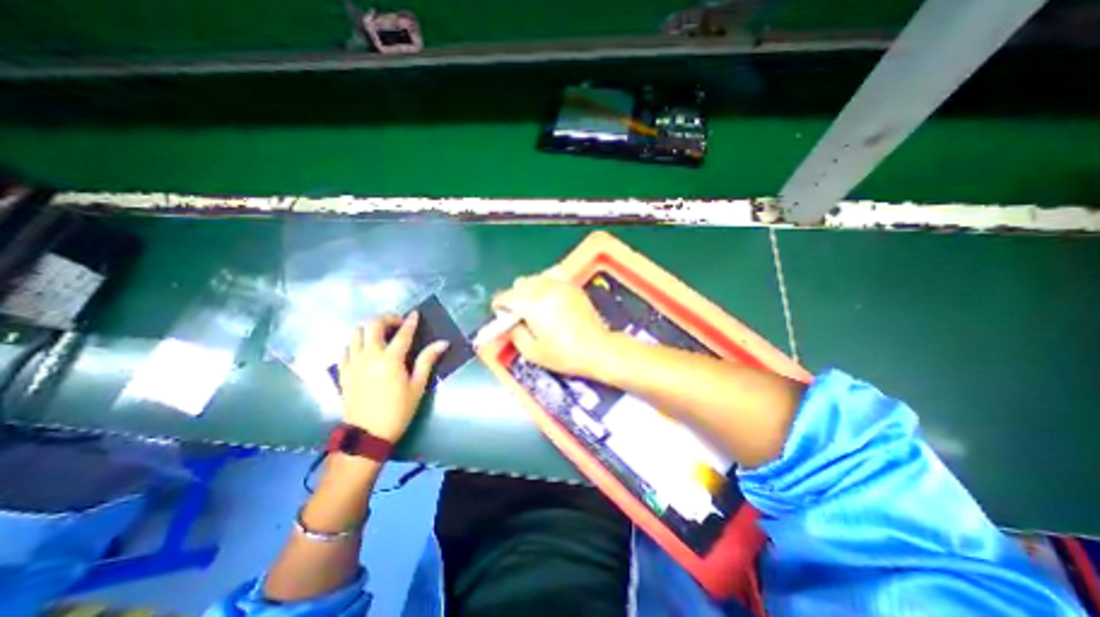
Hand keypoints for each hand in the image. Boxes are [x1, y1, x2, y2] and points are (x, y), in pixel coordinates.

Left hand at [341, 314, 451, 443]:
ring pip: (356, 333)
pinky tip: (365, 349)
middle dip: (387, 319)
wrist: (367, 435)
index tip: (415, 314)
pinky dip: (356, 343)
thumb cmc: (398, 410)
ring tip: (382, 335)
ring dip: (370, 329)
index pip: (402, 333)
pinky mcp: (343, 371)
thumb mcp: (418, 386)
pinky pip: (345, 349)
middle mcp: (369, 355)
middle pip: (373, 325)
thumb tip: (442, 343)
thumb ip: (427, 360)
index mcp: (390, 359)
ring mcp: (353, 362)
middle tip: (398, 324)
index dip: (410, 322)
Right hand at [494, 273, 615, 378]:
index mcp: (531, 305)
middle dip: (514, 297)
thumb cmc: (563, 354)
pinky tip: (548, 296)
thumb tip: (508, 323)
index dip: (499, 306)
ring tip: (534, 306)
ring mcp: (560, 285)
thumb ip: (514, 334)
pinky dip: (545, 283)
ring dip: (528, 289)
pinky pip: (552, 277)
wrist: (596, 348)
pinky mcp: (572, 286)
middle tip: (518, 314)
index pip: (506, 296)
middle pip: (519, 284)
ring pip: (535, 278)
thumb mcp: (532, 352)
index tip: (500, 315)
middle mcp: (544, 289)